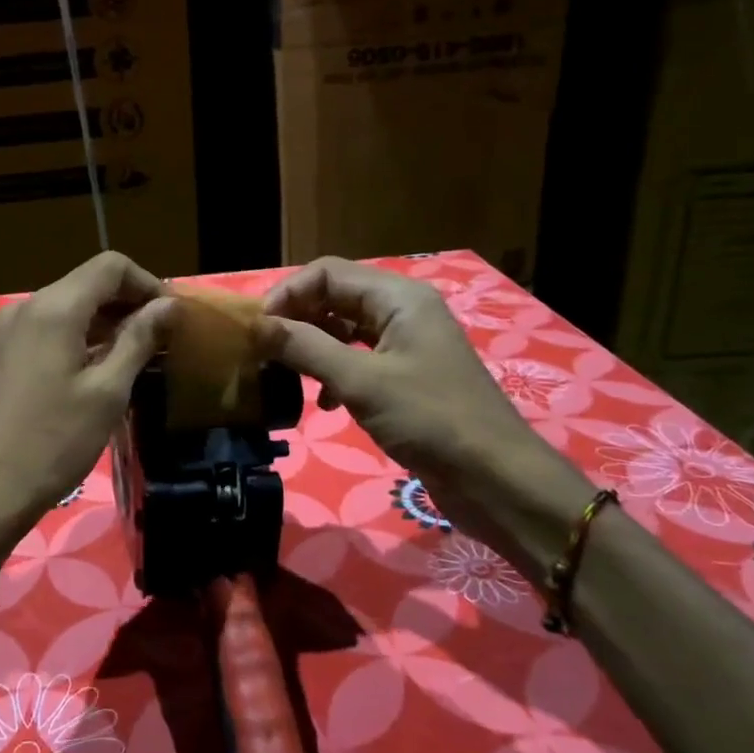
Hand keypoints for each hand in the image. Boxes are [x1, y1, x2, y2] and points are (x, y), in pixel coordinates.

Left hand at [0, 253, 173, 568]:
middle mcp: (25, 308)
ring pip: (66, 308)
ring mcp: (6, 332)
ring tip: (136, 358)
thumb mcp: (107, 392)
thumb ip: (139, 339)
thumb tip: (168, 304)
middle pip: (87, 284)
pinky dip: (79, 339)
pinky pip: (47, 331)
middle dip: (128, 304)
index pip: (110, 266)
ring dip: (105, 323)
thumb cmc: (53, 442)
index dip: (148, 283)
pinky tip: (97, 371)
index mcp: (54, 308)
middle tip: (162, 340)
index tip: (173, 316)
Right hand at [261, 258, 592, 574]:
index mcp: (398, 298)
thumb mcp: (360, 381)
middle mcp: (403, 311)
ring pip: (345, 329)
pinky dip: (333, 371)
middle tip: (263, 351)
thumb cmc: (429, 419)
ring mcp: (407, 344)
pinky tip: (320, 400)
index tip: (258, 329)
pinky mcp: (407, 376)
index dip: (288, 294)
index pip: (327, 273)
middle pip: (335, 297)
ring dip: (312, 346)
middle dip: (297, 319)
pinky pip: (359, 358)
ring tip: (283, 372)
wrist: (495, 479)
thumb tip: (258, 326)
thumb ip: (305, 348)